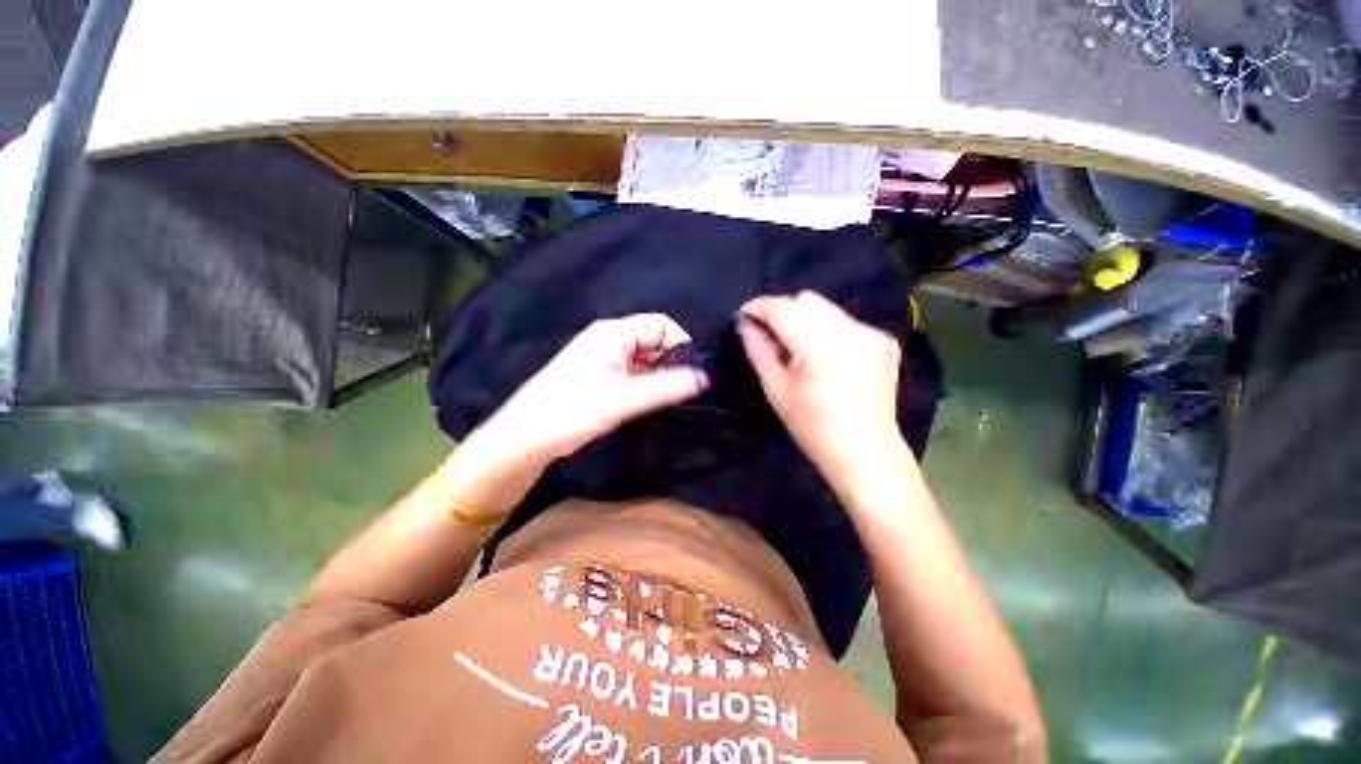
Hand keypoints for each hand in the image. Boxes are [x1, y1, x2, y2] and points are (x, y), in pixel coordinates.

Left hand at [478, 313, 708, 464]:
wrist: (524, 439)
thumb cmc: (573, 411)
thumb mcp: (625, 399)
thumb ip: (667, 386)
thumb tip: (704, 379)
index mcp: (613, 333)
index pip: (661, 324)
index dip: (682, 343)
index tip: (697, 371)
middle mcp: (609, 340)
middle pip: (653, 341)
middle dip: (673, 361)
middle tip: (691, 388)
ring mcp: (603, 359)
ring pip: (644, 359)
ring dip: (661, 375)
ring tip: (678, 397)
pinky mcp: (599, 377)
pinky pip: (633, 373)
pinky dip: (647, 384)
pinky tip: (656, 401)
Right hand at [737, 291, 902, 478]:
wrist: (865, 452)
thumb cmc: (812, 427)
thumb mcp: (776, 389)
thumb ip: (759, 350)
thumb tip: (745, 324)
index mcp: (819, 346)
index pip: (782, 309)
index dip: (758, 307)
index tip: (744, 314)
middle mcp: (849, 330)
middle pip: (806, 299)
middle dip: (783, 310)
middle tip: (771, 334)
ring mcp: (871, 334)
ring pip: (827, 308)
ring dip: (805, 319)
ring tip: (800, 348)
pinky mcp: (885, 341)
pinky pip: (846, 322)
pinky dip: (829, 331)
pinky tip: (828, 357)